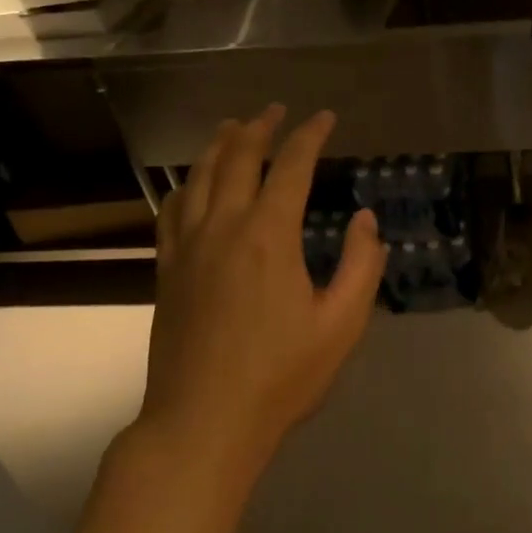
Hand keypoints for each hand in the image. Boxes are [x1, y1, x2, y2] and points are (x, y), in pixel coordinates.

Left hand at [138, 106, 385, 476]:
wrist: (203, 422)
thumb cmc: (281, 376)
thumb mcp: (342, 324)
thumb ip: (361, 265)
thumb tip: (365, 219)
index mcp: (269, 236)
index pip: (290, 166)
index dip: (309, 136)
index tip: (325, 117)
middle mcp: (223, 227)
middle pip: (237, 159)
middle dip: (260, 128)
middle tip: (276, 111)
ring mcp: (187, 247)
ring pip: (198, 177)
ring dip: (218, 146)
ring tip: (233, 127)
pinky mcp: (167, 270)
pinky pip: (171, 211)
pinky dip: (185, 185)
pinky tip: (191, 184)